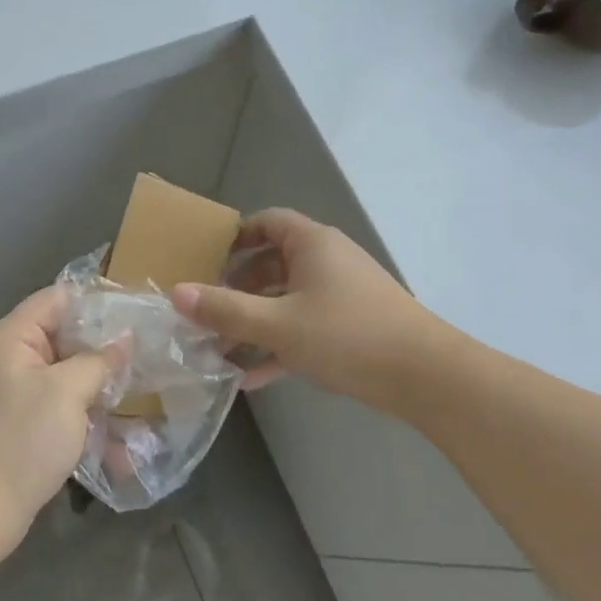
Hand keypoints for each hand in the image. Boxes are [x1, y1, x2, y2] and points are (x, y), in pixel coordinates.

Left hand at [0, 287, 122, 558]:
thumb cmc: (20, 442)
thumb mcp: (68, 393)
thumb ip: (100, 360)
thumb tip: (125, 338)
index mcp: (10, 338)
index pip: (58, 299)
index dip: (97, 303)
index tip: (136, 316)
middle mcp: (3, 358)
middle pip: (61, 337)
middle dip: (102, 350)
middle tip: (143, 359)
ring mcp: (5, 394)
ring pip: (61, 376)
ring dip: (95, 387)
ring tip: (136, 397)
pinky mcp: (10, 426)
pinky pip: (52, 407)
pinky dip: (79, 416)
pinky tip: (113, 438)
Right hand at [170, 208, 436, 404]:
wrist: (423, 374)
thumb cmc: (345, 334)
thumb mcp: (278, 323)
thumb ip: (226, 309)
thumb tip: (177, 293)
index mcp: (312, 243)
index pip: (267, 222)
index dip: (235, 237)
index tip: (206, 259)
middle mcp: (328, 260)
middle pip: (273, 263)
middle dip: (238, 288)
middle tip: (206, 311)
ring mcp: (342, 295)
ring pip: (287, 300)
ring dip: (255, 322)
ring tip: (219, 349)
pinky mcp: (352, 327)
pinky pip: (305, 328)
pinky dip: (280, 345)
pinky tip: (252, 379)